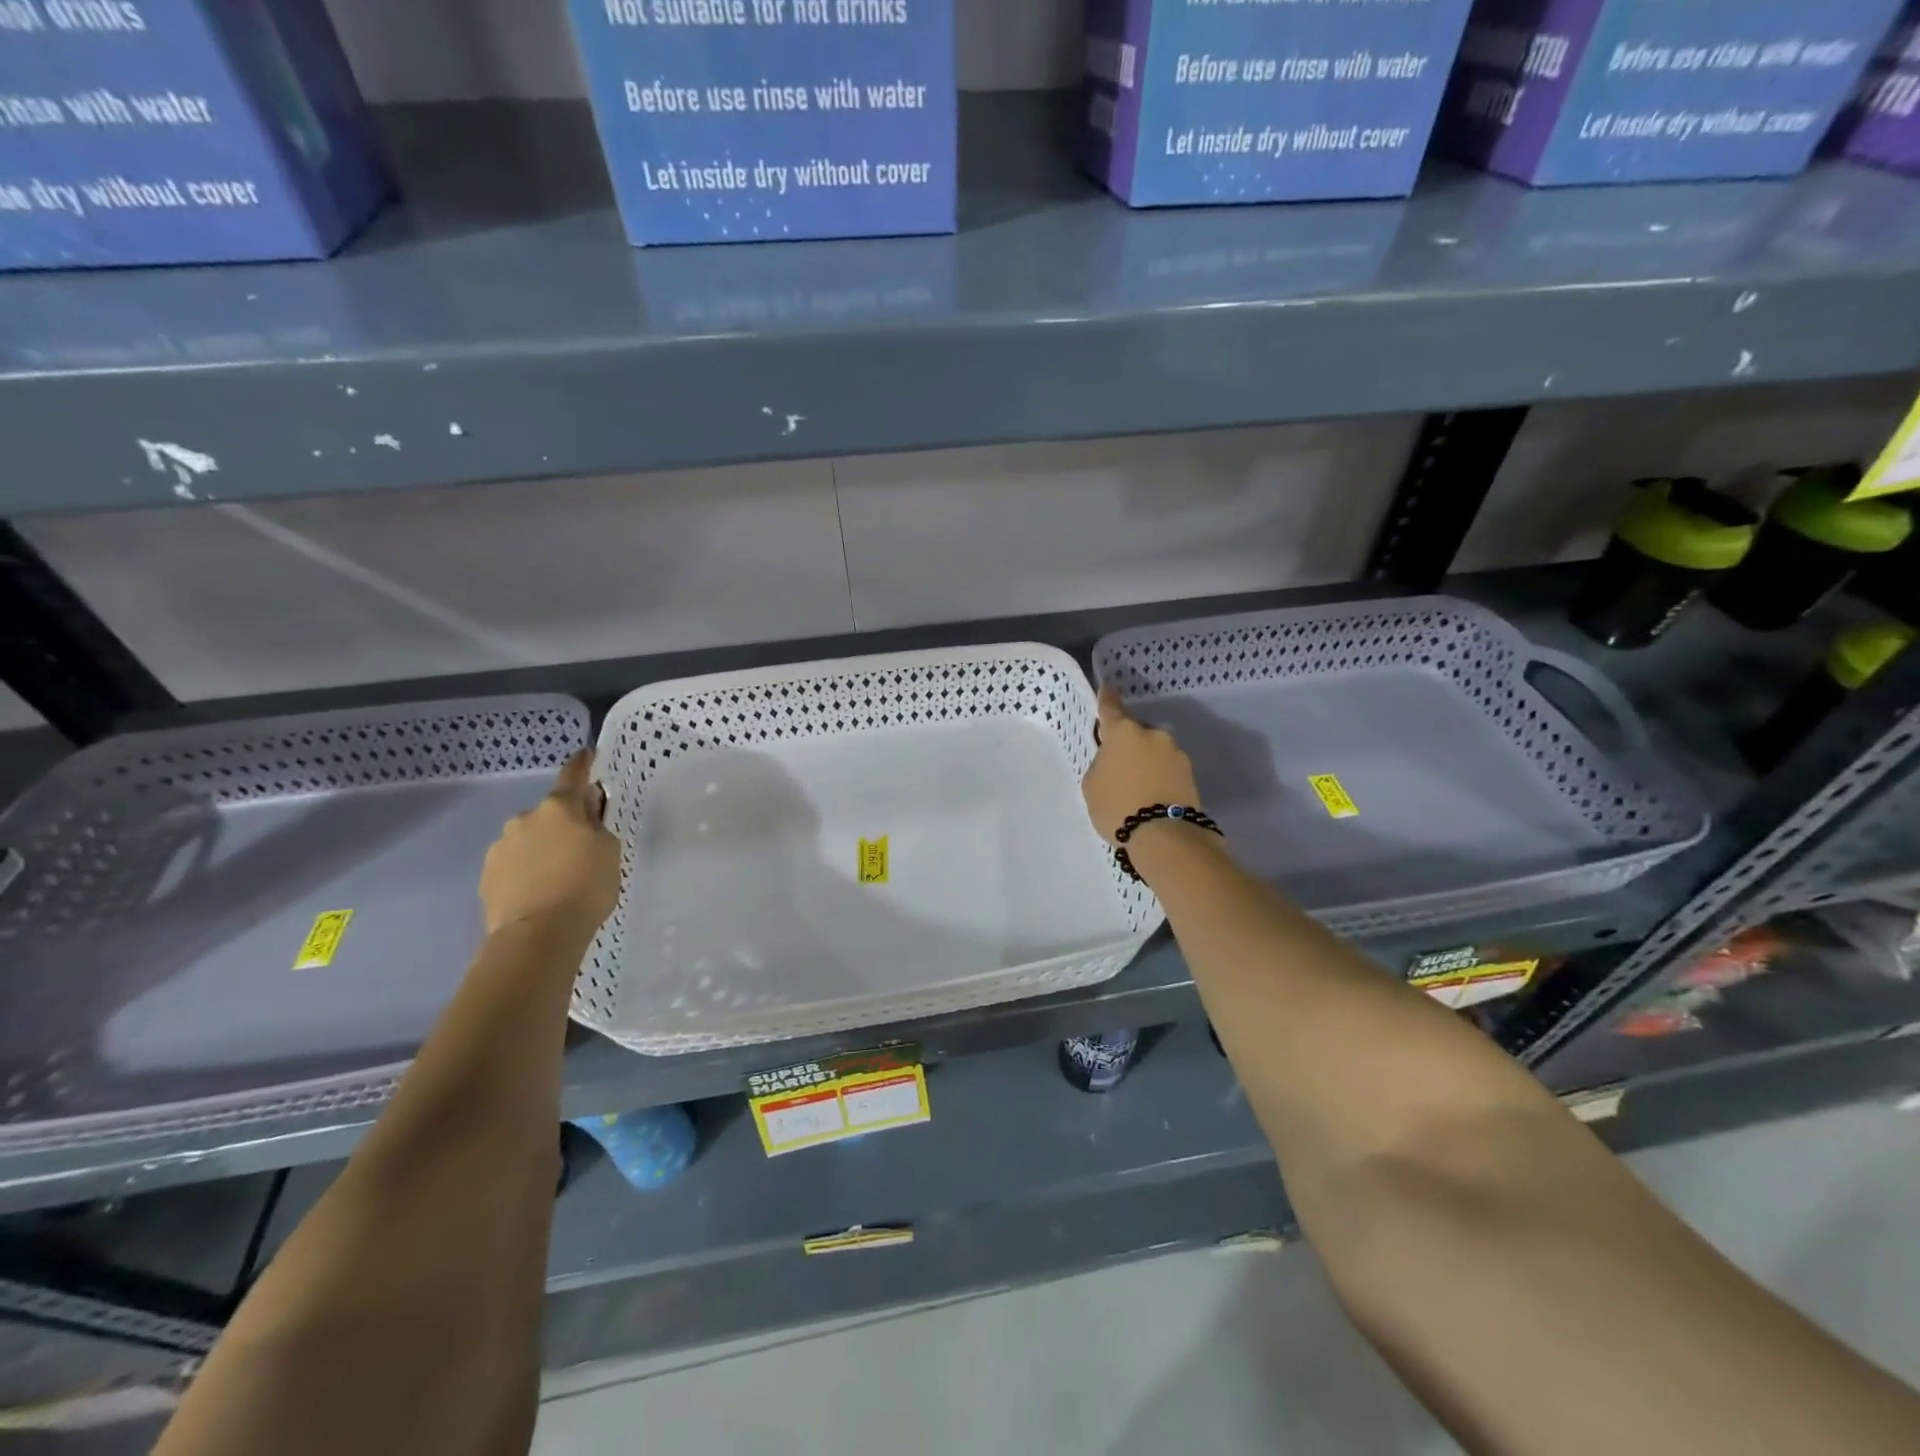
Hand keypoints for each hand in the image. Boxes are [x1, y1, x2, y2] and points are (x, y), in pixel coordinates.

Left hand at [480, 749, 621, 938]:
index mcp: (560, 808)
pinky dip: (527, 870)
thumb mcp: (609, 851)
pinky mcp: (487, 875)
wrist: (537, 935)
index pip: (572, 776)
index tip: (587, 754)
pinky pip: (514, 864)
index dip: (582, 764)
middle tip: (581, 849)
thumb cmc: (585, 887)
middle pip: (550, 813)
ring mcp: (501, 846)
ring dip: (543, 848)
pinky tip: (539, 892)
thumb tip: (586, 812)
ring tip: (558, 878)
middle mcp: (525, 818)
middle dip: (564, 824)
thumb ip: (597, 826)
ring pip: (529, 839)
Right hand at [1083, 686, 1202, 843]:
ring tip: (1137, 787)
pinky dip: (1159, 776)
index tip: (1107, 689)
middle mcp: (1153, 734)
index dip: (1106, 698)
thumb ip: (1101, 764)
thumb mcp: (1092, 785)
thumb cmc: (1117, 806)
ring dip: (1146, 761)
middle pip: (1135, 732)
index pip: (1111, 707)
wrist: (1164, 835)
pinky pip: (1167, 768)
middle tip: (1118, 767)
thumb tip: (1114, 761)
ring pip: (1154, 750)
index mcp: (1124, 732)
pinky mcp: (1190, 773)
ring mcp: (1175, 752)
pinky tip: (1151, 795)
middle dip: (1128, 743)